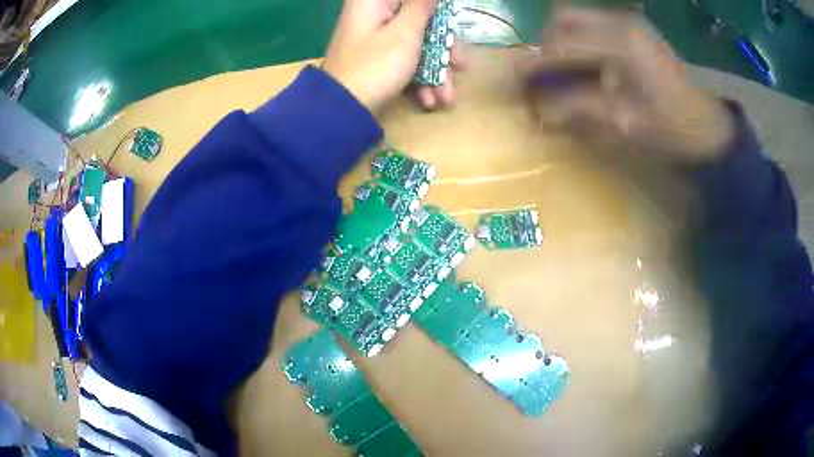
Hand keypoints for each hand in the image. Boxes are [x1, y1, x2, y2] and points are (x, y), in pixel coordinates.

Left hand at [322, 0, 464, 112]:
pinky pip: (404, 58)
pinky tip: (428, 99)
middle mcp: (374, 15)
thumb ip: (422, 6)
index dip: (437, 11)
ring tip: (446, 97)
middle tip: (461, 66)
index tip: (450, 23)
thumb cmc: (374, 66)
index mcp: (374, 1)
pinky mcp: (377, 58)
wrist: (341, 111)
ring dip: (436, 69)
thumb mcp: (404, 33)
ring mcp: (375, 38)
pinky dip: (418, 77)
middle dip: (444, 48)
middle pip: (420, 20)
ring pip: (416, 42)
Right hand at [521, 7, 734, 162]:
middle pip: (565, 17)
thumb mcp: (625, 122)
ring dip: (562, 41)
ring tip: (563, 71)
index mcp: (622, 42)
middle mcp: (622, 21)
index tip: (514, 79)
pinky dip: (580, 42)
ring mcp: (629, 22)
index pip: (564, 44)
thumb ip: (579, 110)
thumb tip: (538, 112)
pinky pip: (594, 26)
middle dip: (547, 43)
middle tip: (544, 73)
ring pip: (577, 18)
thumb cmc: (672, 128)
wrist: (708, 125)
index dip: (536, 62)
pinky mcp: (634, 29)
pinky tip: (587, 66)